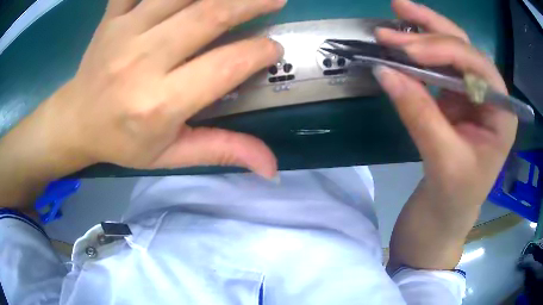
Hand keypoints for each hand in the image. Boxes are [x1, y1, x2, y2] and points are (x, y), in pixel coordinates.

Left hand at [32, 0, 286, 177]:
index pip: (224, 66)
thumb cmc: (121, 141)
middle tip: (276, 0)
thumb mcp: (169, 156)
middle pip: (209, 14)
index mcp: (158, 104)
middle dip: (251, 3)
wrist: (75, 121)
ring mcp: (124, 31)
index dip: (258, 52)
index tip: (274, 48)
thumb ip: (221, 151)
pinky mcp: (113, 17)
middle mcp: (141, 60)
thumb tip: (271, 167)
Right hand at [375, 0, 516, 208]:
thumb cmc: (455, 195)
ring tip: (396, 15)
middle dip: (431, 28)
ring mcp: (472, 92)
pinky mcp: (455, 95)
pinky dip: (418, 52)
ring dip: (423, 31)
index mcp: (501, 112)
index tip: (407, 51)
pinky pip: (438, 65)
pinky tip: (403, 42)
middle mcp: (490, 94)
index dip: (444, 51)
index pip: (477, 65)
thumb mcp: (442, 160)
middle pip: (464, 48)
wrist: (448, 211)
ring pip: (451, 49)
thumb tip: (384, 72)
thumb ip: (419, 114)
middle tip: (396, 9)